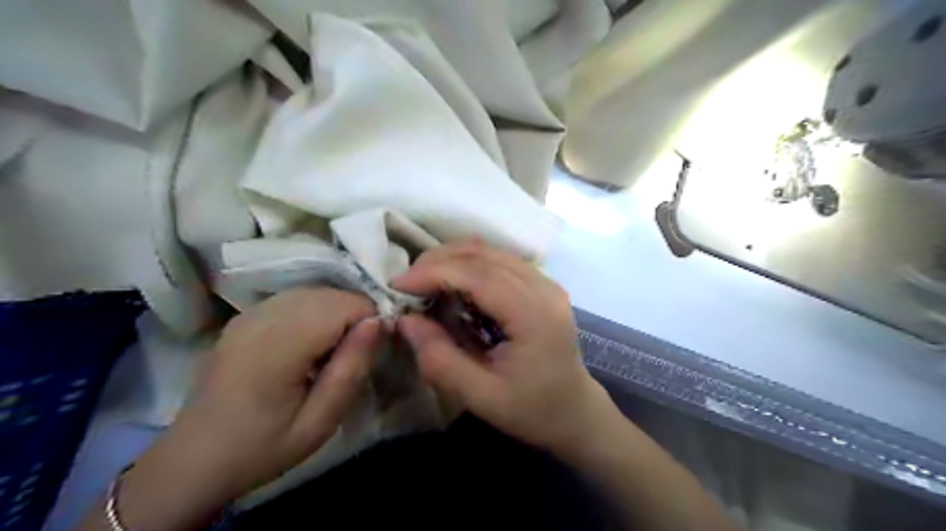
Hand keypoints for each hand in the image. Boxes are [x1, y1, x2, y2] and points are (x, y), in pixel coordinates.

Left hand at [107, 290, 379, 530]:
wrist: (194, 459)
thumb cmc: (263, 447)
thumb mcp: (320, 422)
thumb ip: (351, 368)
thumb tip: (379, 321)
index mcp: (279, 347)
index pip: (345, 305)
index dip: (369, 321)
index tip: (372, 351)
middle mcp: (262, 319)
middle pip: (330, 294)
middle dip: (354, 316)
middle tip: (353, 355)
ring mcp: (248, 314)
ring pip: (313, 292)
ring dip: (335, 312)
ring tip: (332, 350)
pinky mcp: (243, 316)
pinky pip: (293, 298)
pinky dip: (314, 311)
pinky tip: (309, 342)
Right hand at [392, 243, 613, 453]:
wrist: (575, 412)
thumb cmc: (533, 411)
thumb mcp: (482, 397)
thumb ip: (441, 359)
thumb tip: (406, 320)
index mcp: (535, 314)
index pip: (479, 275)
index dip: (434, 272)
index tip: (397, 285)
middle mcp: (543, 287)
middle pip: (484, 254)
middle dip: (438, 261)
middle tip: (406, 284)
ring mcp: (545, 282)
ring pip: (491, 252)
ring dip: (452, 260)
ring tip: (423, 283)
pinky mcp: (541, 285)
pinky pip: (499, 261)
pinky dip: (468, 266)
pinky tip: (451, 284)